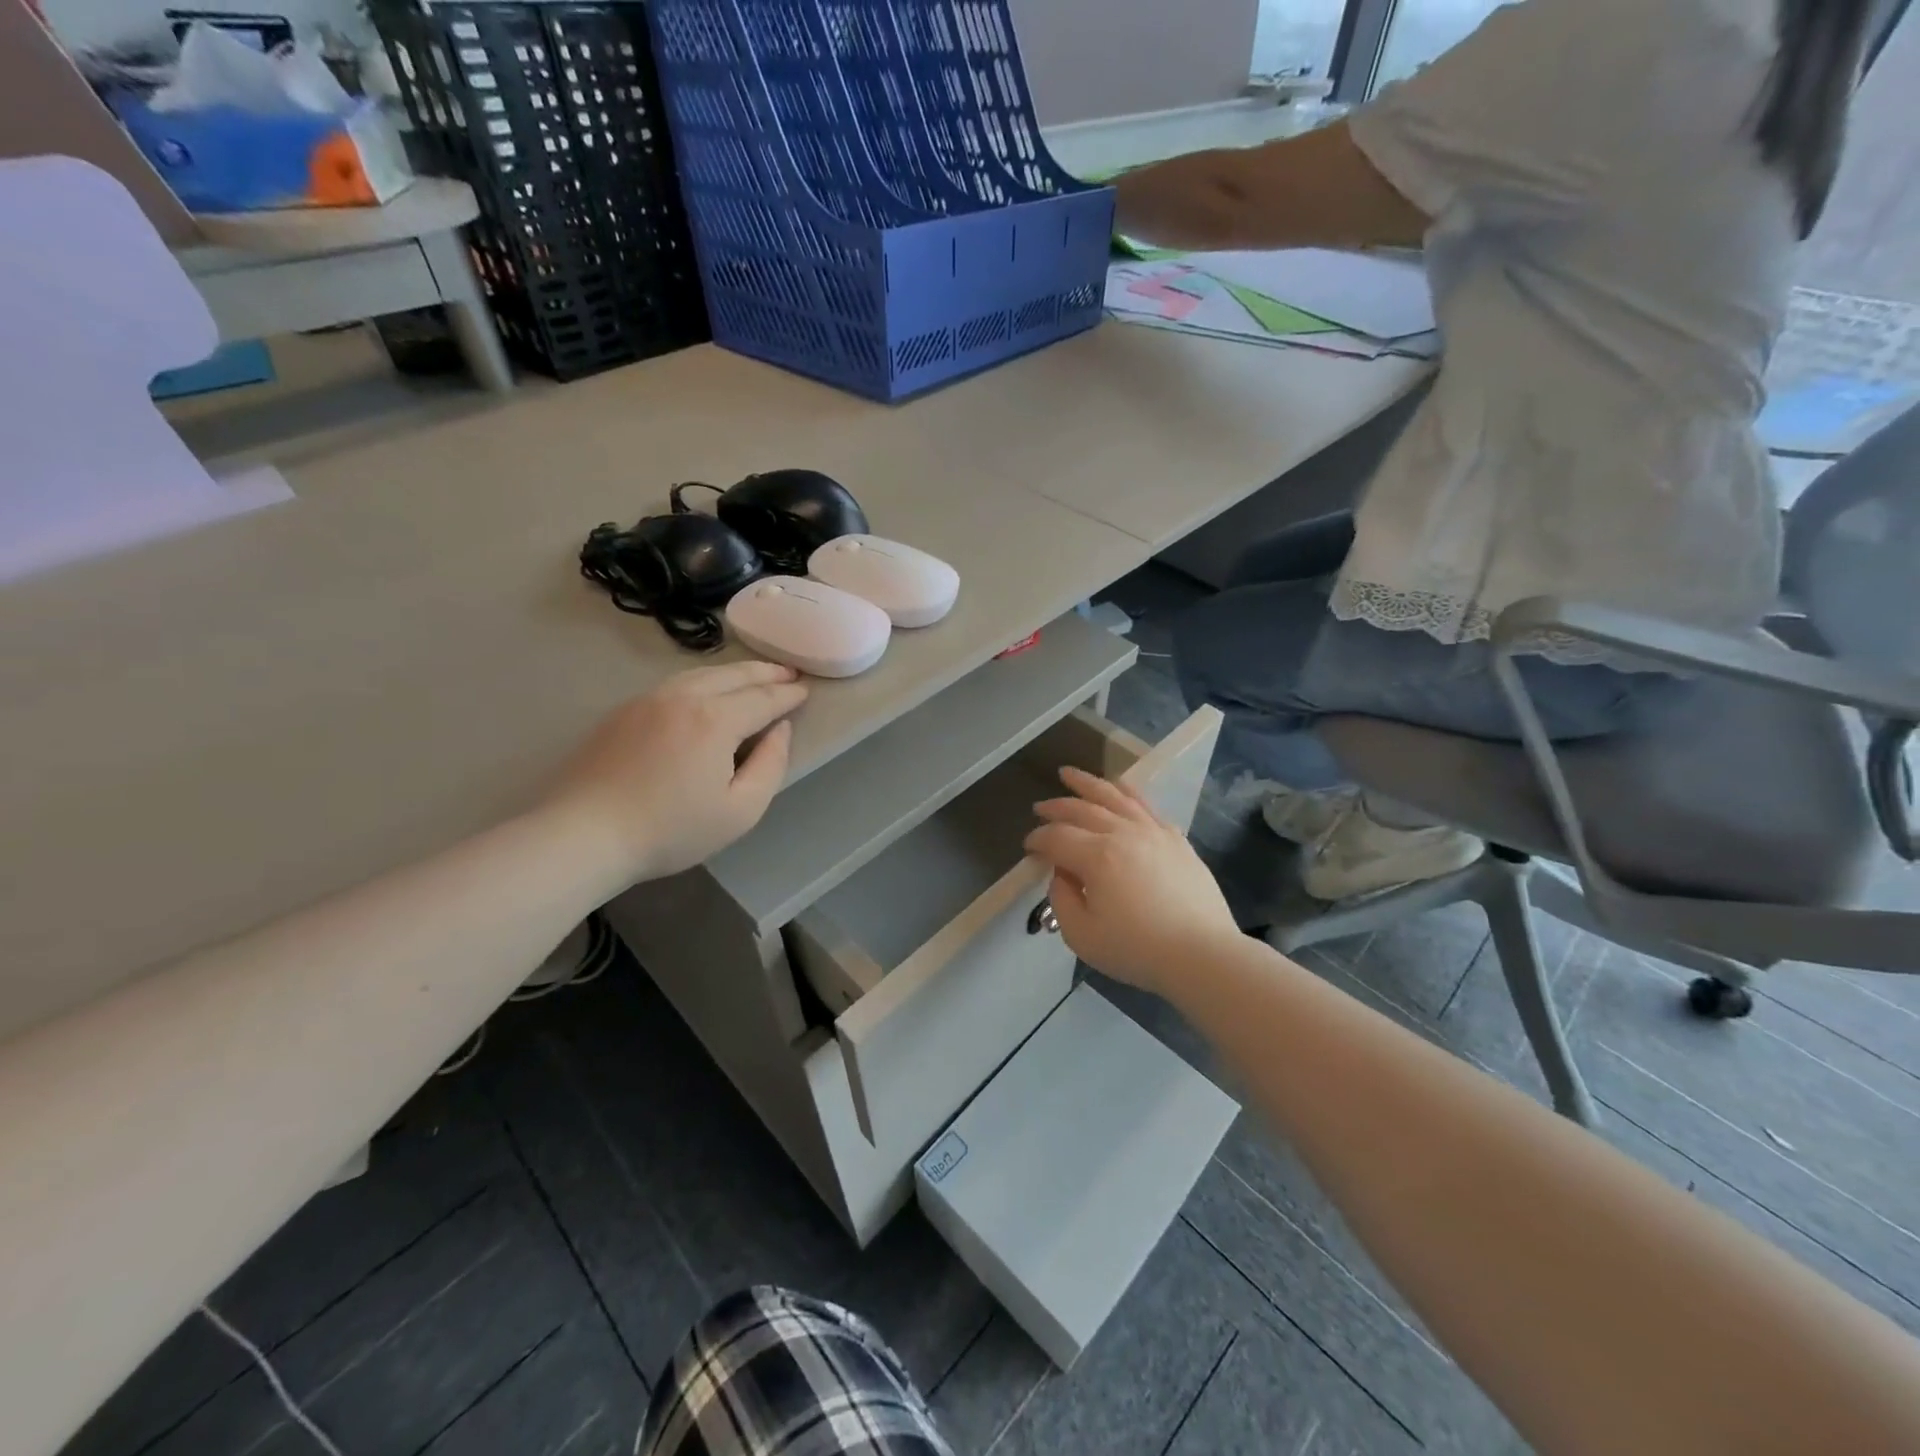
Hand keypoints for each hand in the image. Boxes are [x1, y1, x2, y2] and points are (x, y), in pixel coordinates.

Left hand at [545, 662, 808, 881]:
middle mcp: (684, 697)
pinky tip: (709, 689)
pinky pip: (676, 683)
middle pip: (733, 675)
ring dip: (735, 671)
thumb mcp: (740, 811)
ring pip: (702, 673)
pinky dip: (704, 679)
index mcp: (715, 720)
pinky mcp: (625, 710)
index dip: (788, 696)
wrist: (584, 833)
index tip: (806, 692)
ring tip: (755, 675)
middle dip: (765, 673)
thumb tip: (780, 730)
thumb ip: (771, 765)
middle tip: (788, 673)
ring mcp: (649, 699)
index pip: (763, 699)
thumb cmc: (671, 830)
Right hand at [1024, 767, 1239, 997]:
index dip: (1038, 839)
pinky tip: (1118, 788)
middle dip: (1056, 807)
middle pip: (1082, 809)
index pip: (1057, 837)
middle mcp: (1123, 833)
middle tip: (1039, 807)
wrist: (1202, 955)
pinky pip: (1145, 804)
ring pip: (1114, 796)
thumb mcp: (1081, 935)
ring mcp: (1153, 832)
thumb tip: (1061, 874)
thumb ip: (1061, 899)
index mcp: (1097, 857)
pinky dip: (1126, 791)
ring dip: (1088, 783)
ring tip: (1070, 774)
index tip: (1028, 847)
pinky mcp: (1175, 838)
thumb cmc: (1137, 950)